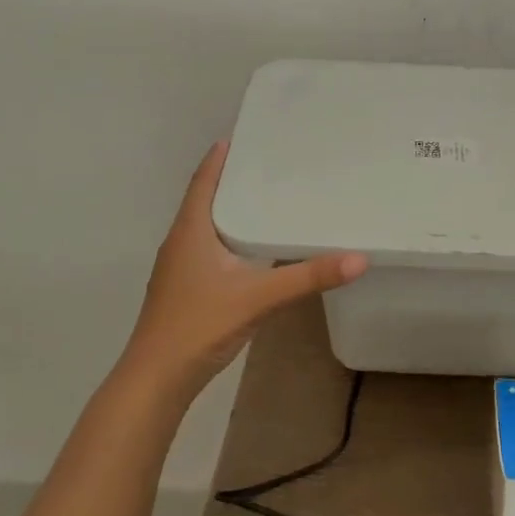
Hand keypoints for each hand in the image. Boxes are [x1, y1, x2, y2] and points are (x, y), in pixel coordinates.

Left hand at [119, 141, 367, 399]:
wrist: (156, 379)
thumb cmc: (200, 326)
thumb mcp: (259, 298)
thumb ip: (307, 278)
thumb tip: (358, 258)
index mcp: (190, 231)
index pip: (204, 180)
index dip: (219, 158)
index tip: (242, 136)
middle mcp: (180, 242)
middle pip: (204, 200)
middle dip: (231, 181)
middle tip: (268, 166)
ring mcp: (177, 268)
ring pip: (204, 227)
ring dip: (228, 211)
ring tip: (264, 201)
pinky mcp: (182, 290)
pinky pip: (206, 249)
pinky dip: (227, 238)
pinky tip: (249, 251)